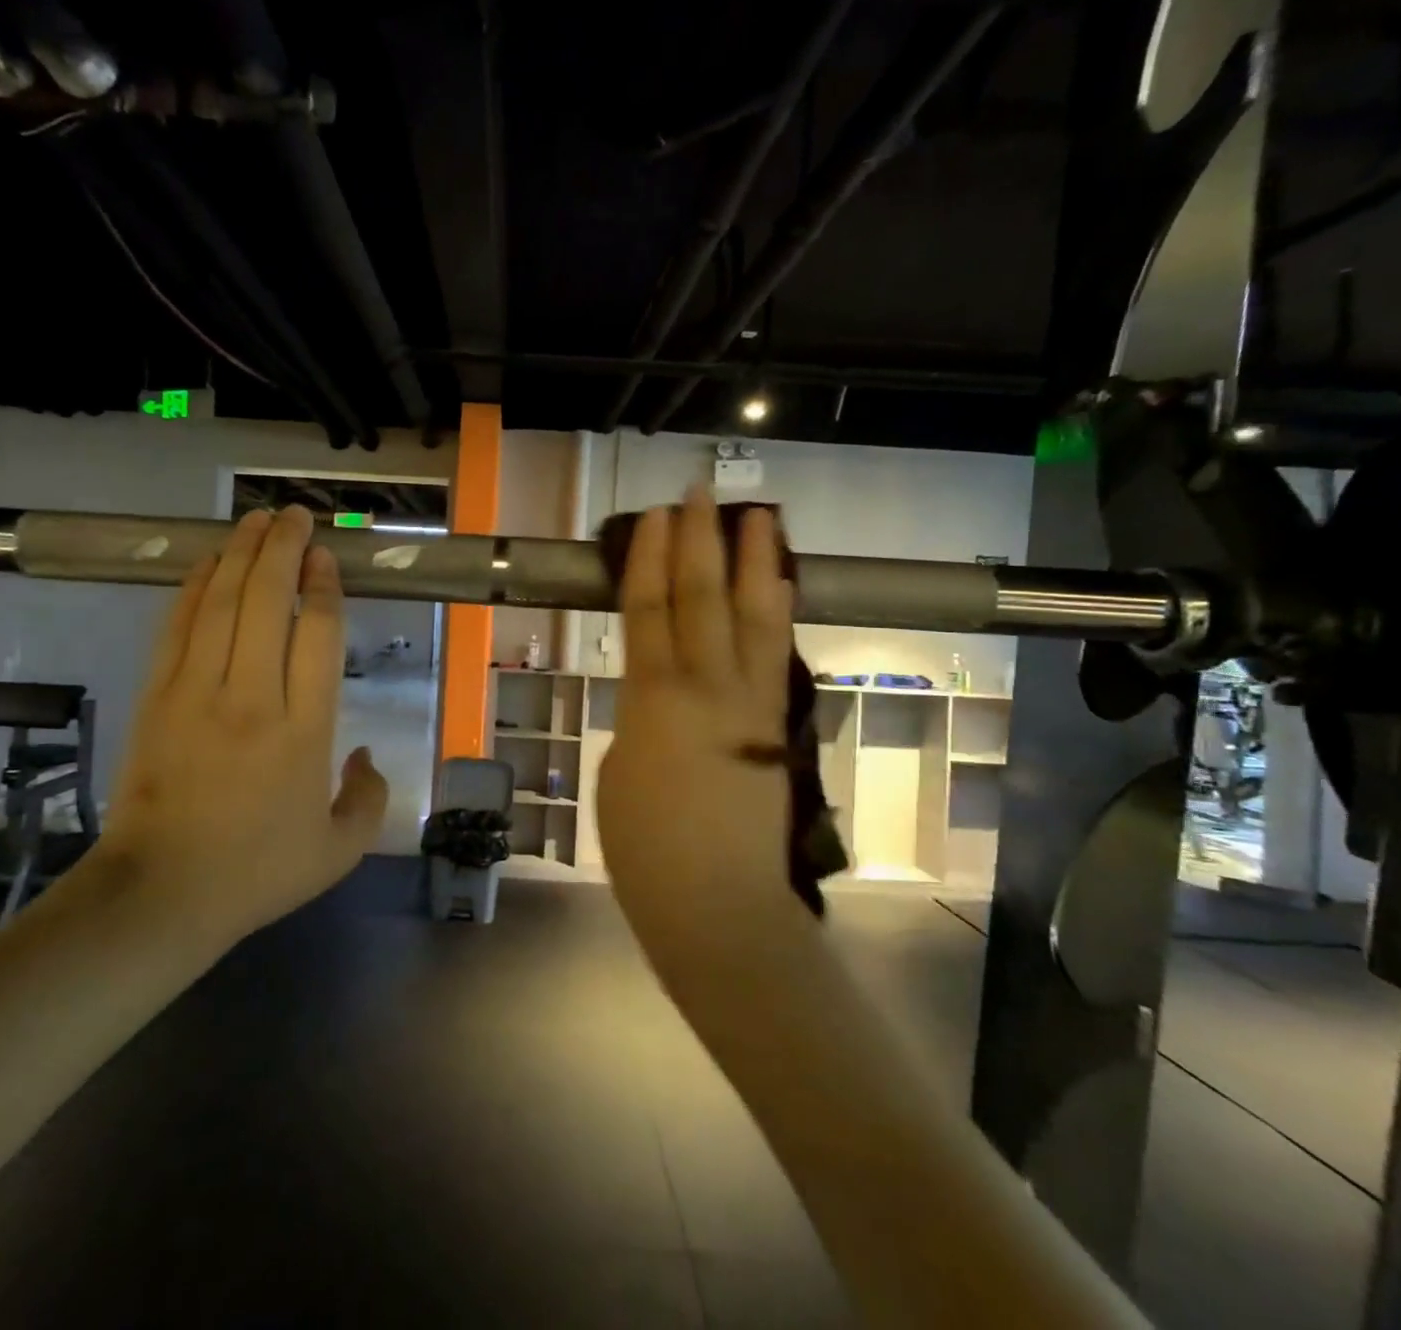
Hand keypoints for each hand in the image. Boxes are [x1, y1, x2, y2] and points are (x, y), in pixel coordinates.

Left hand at [88, 505, 387, 944]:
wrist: (161, 894)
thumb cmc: (257, 872)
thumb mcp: (339, 850)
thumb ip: (368, 797)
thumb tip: (365, 754)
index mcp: (304, 730)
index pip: (316, 635)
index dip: (323, 587)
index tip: (326, 559)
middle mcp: (252, 697)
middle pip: (266, 602)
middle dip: (283, 550)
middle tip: (295, 517)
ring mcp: (197, 693)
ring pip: (221, 604)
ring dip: (241, 555)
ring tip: (257, 521)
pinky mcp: (157, 697)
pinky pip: (177, 628)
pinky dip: (194, 588)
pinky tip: (208, 563)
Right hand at [597, 489, 812, 963]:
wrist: (718, 906)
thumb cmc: (646, 848)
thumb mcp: (618, 771)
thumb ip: (639, 720)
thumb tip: (658, 699)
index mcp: (652, 698)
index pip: (649, 608)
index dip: (649, 558)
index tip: (654, 516)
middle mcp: (706, 687)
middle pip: (703, 597)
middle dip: (701, 541)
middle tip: (702, 494)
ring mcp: (750, 704)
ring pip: (755, 617)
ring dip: (756, 562)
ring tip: (760, 517)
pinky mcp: (777, 727)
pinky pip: (779, 655)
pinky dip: (780, 612)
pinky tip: (783, 588)